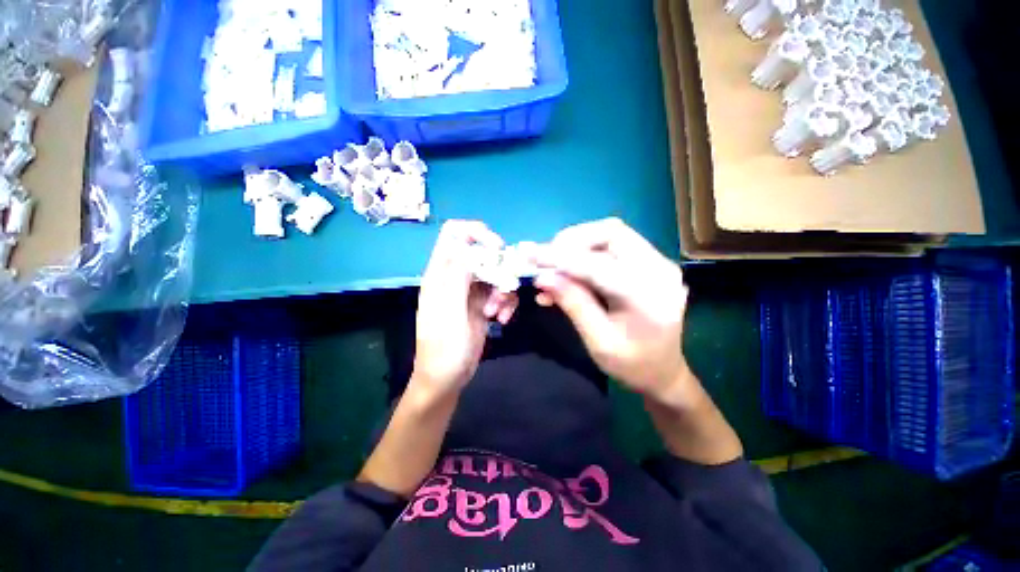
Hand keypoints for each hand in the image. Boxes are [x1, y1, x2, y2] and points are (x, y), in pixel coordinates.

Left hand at [413, 221, 518, 396]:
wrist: (447, 378)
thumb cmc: (444, 348)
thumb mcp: (450, 311)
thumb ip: (458, 277)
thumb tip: (470, 247)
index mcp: (441, 274)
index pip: (454, 234)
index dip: (476, 233)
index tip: (497, 248)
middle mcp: (456, 277)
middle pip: (482, 253)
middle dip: (498, 268)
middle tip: (505, 286)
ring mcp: (471, 291)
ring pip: (496, 273)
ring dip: (503, 290)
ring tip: (497, 313)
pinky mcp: (483, 304)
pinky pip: (501, 292)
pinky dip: (506, 302)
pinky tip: (502, 319)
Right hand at [534, 218, 690, 403]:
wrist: (664, 372)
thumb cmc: (632, 365)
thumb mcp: (598, 342)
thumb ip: (573, 304)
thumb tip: (542, 276)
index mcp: (648, 297)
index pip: (598, 265)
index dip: (560, 258)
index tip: (530, 255)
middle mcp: (659, 270)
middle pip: (611, 232)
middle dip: (572, 241)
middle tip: (546, 258)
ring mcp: (658, 262)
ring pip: (611, 233)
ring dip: (578, 243)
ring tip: (555, 263)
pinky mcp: (650, 262)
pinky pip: (614, 244)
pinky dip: (587, 250)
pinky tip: (570, 268)